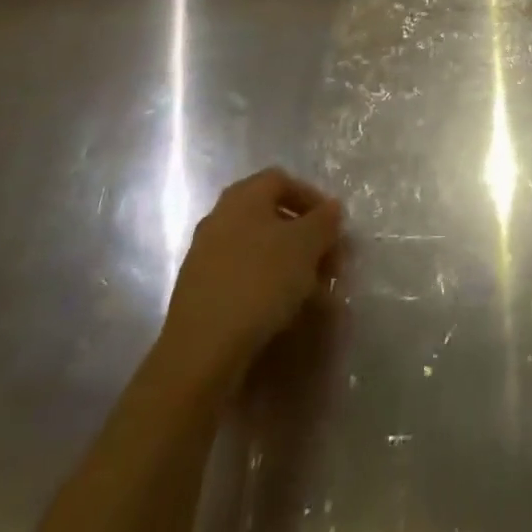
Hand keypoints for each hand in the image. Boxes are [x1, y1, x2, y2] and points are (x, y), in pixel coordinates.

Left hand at [159, 168, 342, 383]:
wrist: (200, 350)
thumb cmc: (260, 281)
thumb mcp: (306, 244)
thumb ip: (325, 220)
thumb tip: (332, 208)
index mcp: (243, 196)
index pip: (283, 181)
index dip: (312, 199)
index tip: (333, 226)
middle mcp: (220, 217)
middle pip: (271, 216)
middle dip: (304, 238)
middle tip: (327, 262)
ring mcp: (204, 255)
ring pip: (258, 249)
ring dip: (288, 264)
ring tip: (311, 292)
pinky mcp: (198, 291)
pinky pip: (241, 276)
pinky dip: (266, 286)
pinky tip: (282, 310)